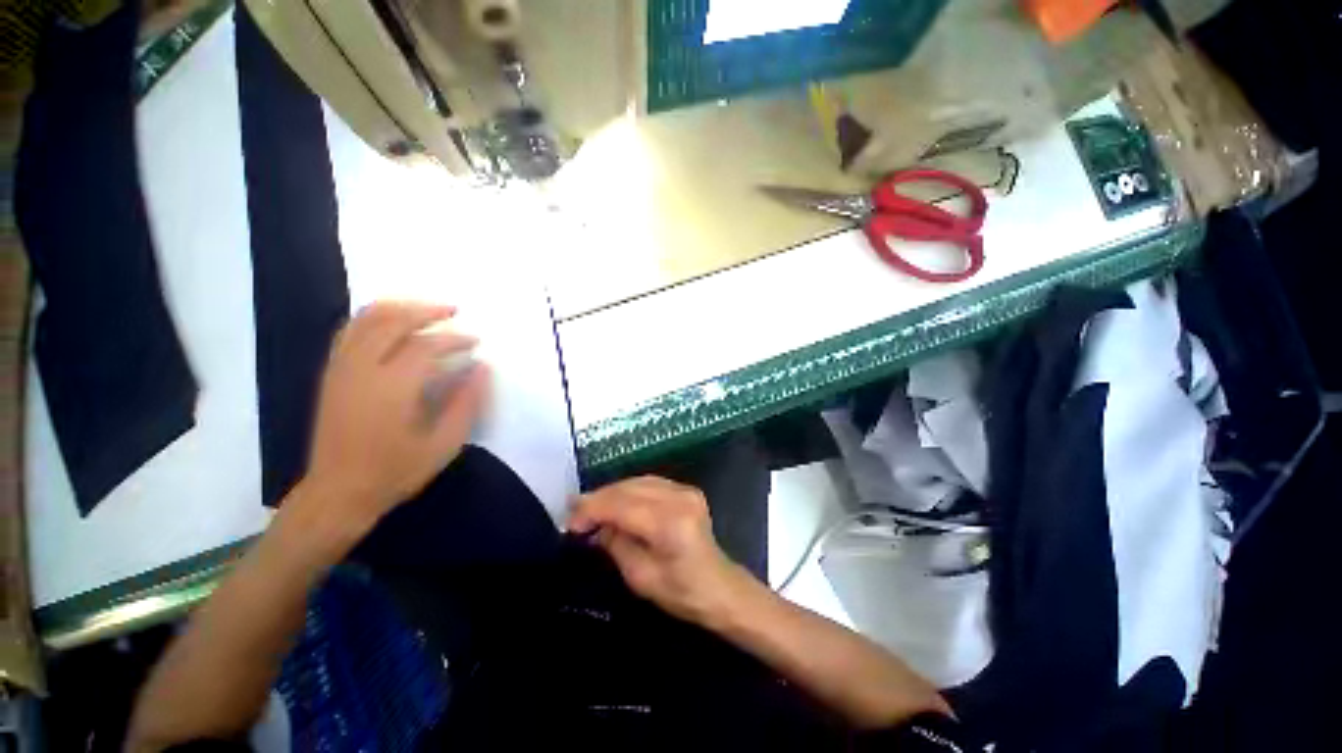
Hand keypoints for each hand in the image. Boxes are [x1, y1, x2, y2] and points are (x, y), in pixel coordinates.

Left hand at [300, 302, 489, 535]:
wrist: (338, 492)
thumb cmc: (395, 471)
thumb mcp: (443, 444)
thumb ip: (466, 402)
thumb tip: (483, 368)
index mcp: (391, 387)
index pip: (426, 345)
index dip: (455, 339)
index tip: (476, 342)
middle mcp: (361, 369)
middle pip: (393, 320)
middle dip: (426, 310)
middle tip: (453, 311)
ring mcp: (341, 368)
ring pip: (367, 319)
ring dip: (399, 307)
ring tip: (426, 310)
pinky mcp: (331, 373)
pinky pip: (350, 330)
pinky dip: (373, 317)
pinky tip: (392, 323)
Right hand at [568, 476, 755, 626]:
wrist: (719, 587)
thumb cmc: (681, 592)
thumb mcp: (640, 577)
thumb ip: (616, 544)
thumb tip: (596, 526)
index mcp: (670, 524)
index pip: (622, 505)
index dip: (592, 510)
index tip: (570, 522)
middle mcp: (679, 498)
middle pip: (629, 488)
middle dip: (598, 499)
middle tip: (575, 514)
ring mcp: (685, 490)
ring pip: (637, 481)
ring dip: (612, 493)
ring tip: (591, 508)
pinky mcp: (687, 489)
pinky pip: (649, 483)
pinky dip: (628, 491)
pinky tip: (616, 502)